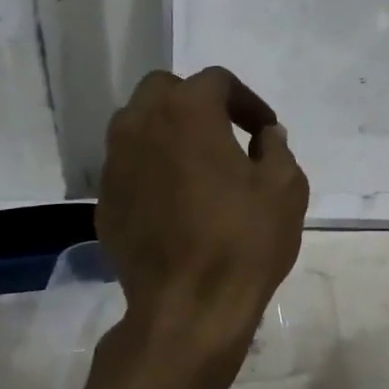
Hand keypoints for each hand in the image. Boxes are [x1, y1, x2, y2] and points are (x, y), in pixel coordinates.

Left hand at [96, 67, 308, 344]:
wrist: (188, 307)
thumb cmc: (243, 240)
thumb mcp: (285, 187)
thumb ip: (276, 149)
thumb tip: (266, 136)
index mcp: (187, 111)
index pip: (217, 81)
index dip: (247, 101)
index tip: (265, 130)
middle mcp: (140, 125)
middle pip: (164, 90)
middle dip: (196, 103)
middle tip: (226, 134)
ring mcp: (115, 165)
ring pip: (137, 126)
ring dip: (168, 132)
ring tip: (198, 165)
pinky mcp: (103, 202)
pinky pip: (129, 167)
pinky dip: (152, 169)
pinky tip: (176, 202)